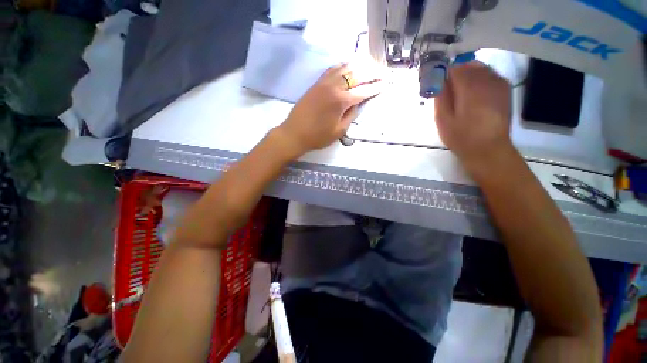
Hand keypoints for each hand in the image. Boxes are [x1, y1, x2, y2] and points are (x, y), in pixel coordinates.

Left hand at [277, 63, 381, 154]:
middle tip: (382, 72)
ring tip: (369, 65)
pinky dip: (343, 66)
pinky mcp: (317, 83)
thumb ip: (351, 115)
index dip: (376, 87)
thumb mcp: (339, 131)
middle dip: (371, 73)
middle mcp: (334, 87)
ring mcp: (324, 83)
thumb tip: (358, 104)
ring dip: (359, 65)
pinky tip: (348, 66)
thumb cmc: (317, 137)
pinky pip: (332, 69)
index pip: (363, 91)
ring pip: (345, 68)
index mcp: (341, 101)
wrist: (294, 133)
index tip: (386, 83)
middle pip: (356, 75)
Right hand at [434, 61, 513, 174]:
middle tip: (447, 89)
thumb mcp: (443, 120)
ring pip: (480, 68)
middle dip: (455, 73)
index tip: (437, 84)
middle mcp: (487, 80)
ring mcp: (499, 84)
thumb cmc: (461, 137)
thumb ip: (441, 97)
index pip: (454, 68)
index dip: (443, 73)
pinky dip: (479, 78)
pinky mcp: (505, 89)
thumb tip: (439, 79)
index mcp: (470, 89)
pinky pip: (490, 74)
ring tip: (460, 92)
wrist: (489, 149)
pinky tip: (473, 92)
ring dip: (467, 74)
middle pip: (468, 65)